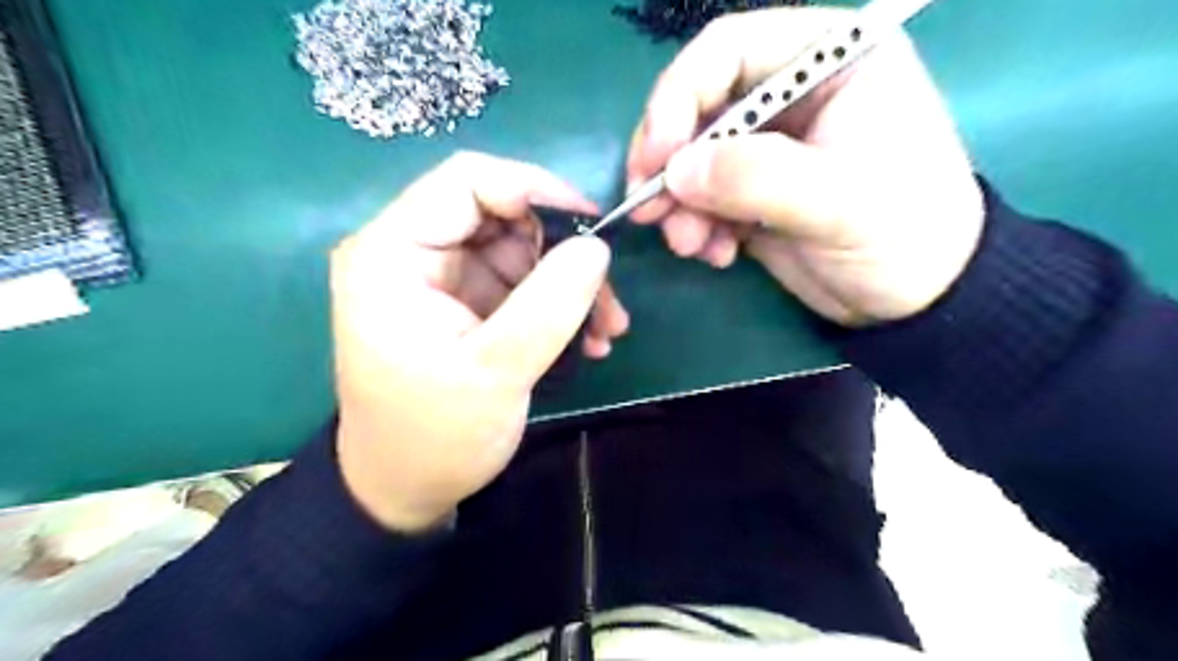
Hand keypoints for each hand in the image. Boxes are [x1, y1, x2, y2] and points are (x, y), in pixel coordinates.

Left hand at [325, 152, 630, 530]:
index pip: (466, 181)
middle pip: (500, 214)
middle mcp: (411, 253)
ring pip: (519, 250)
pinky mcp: (464, 304)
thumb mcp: (496, 372)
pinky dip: (556, 304)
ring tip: (606, 329)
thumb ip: (549, 303)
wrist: (406, 489)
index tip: (592, 226)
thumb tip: (597, 247)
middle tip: (607, 297)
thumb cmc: (434, 436)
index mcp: (392, 254)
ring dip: (569, 283)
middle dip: (562, 250)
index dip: (534, 189)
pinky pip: (519, 283)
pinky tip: (587, 339)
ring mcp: (441, 279)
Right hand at [629, 6, 985, 324]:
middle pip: (699, 106)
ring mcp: (768, 148)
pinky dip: (696, 226)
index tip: (658, 155)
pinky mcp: (752, 193)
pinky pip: (702, 199)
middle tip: (649, 208)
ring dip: (679, 204)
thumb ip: (758, 179)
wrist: (917, 298)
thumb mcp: (839, 201)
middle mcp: (791, 95)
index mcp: (830, 61)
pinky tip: (714, 254)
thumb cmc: (904, 233)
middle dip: (669, 161)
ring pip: (693, 158)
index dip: (680, 94)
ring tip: (689, 245)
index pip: (730, 49)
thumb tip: (676, 172)